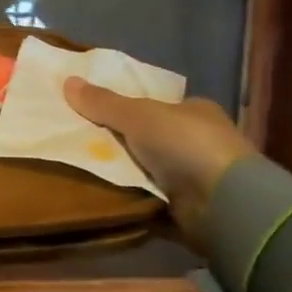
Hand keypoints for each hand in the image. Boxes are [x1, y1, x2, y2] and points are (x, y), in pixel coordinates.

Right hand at [62, 79, 257, 238]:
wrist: (224, 203)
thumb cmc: (185, 145)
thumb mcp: (137, 115)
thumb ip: (103, 102)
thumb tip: (67, 81)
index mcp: (195, 113)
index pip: (157, 107)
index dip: (128, 109)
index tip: (96, 116)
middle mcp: (199, 143)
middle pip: (150, 139)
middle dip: (121, 143)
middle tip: (82, 145)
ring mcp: (198, 178)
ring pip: (149, 171)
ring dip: (125, 174)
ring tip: (84, 171)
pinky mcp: (191, 210)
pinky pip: (151, 201)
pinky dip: (132, 200)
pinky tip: (105, 199)